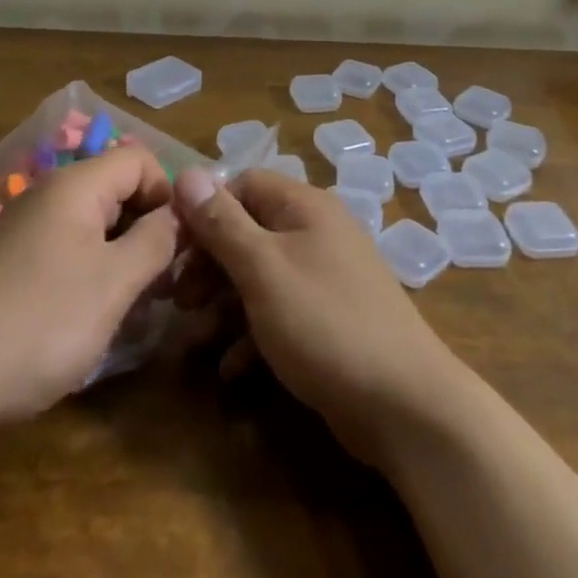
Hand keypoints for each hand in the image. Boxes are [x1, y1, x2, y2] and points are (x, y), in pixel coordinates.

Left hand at [0, 145, 179, 428]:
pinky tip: (90, 316)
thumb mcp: (114, 283)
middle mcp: (49, 194)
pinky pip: (66, 249)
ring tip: (134, 305)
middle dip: (148, 228)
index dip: (169, 194)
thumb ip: (156, 241)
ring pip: (93, 224)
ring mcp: (24, 229)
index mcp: (76, 185)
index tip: (182, 244)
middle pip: (117, 189)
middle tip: (165, 282)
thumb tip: (179, 214)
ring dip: (122, 255)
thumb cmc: (40, 322)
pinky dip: (90, 271)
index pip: (140, 159)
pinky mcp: (9, 263)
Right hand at [172, 167, 465, 465]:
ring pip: (261, 275)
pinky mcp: (330, 320)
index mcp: (304, 207)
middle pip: (249, 231)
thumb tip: (188, 173)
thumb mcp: (262, 269)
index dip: (205, 211)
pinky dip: (252, 334)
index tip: (172, 247)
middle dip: (209, 263)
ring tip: (195, 337)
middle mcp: (317, 232)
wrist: (405, 405)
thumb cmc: (324, 323)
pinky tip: (231, 369)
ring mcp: (326, 278)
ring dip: (224, 303)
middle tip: (178, 299)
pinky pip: (280, 312)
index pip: (243, 185)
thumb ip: (222, 223)